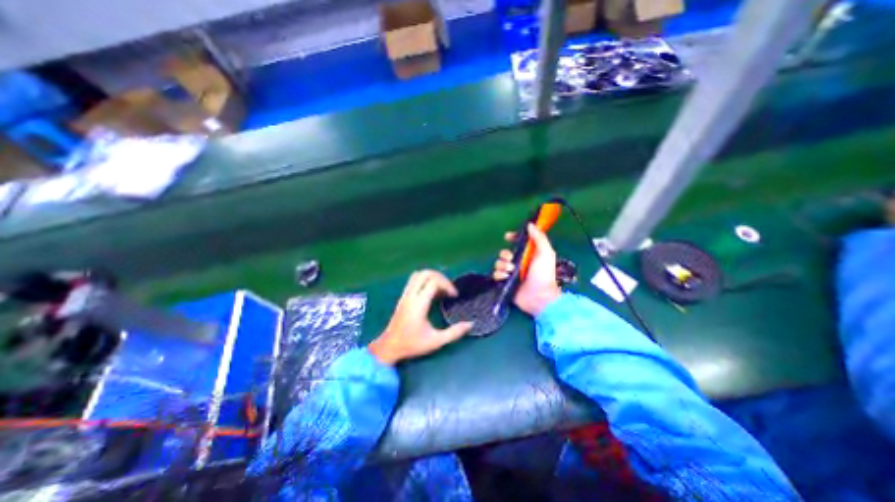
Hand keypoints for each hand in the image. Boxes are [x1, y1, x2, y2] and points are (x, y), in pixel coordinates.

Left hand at [367, 269, 474, 366]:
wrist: (389, 347)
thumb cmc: (412, 344)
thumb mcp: (436, 342)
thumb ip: (454, 333)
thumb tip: (470, 324)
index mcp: (419, 304)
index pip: (433, 282)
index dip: (447, 285)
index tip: (454, 296)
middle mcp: (411, 296)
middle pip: (425, 273)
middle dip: (441, 277)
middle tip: (449, 290)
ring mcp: (405, 295)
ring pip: (418, 274)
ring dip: (432, 277)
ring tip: (441, 288)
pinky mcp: (403, 297)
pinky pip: (414, 280)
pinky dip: (425, 280)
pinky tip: (431, 292)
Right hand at [496, 222, 556, 316]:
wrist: (539, 296)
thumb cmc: (544, 274)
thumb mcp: (546, 253)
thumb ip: (539, 238)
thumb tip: (530, 225)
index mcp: (528, 255)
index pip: (517, 243)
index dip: (512, 238)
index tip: (507, 236)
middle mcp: (519, 263)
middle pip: (505, 253)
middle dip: (505, 254)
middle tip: (511, 260)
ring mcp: (511, 274)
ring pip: (499, 263)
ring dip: (503, 265)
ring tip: (511, 271)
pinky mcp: (505, 283)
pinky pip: (496, 275)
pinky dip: (500, 275)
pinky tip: (506, 277)